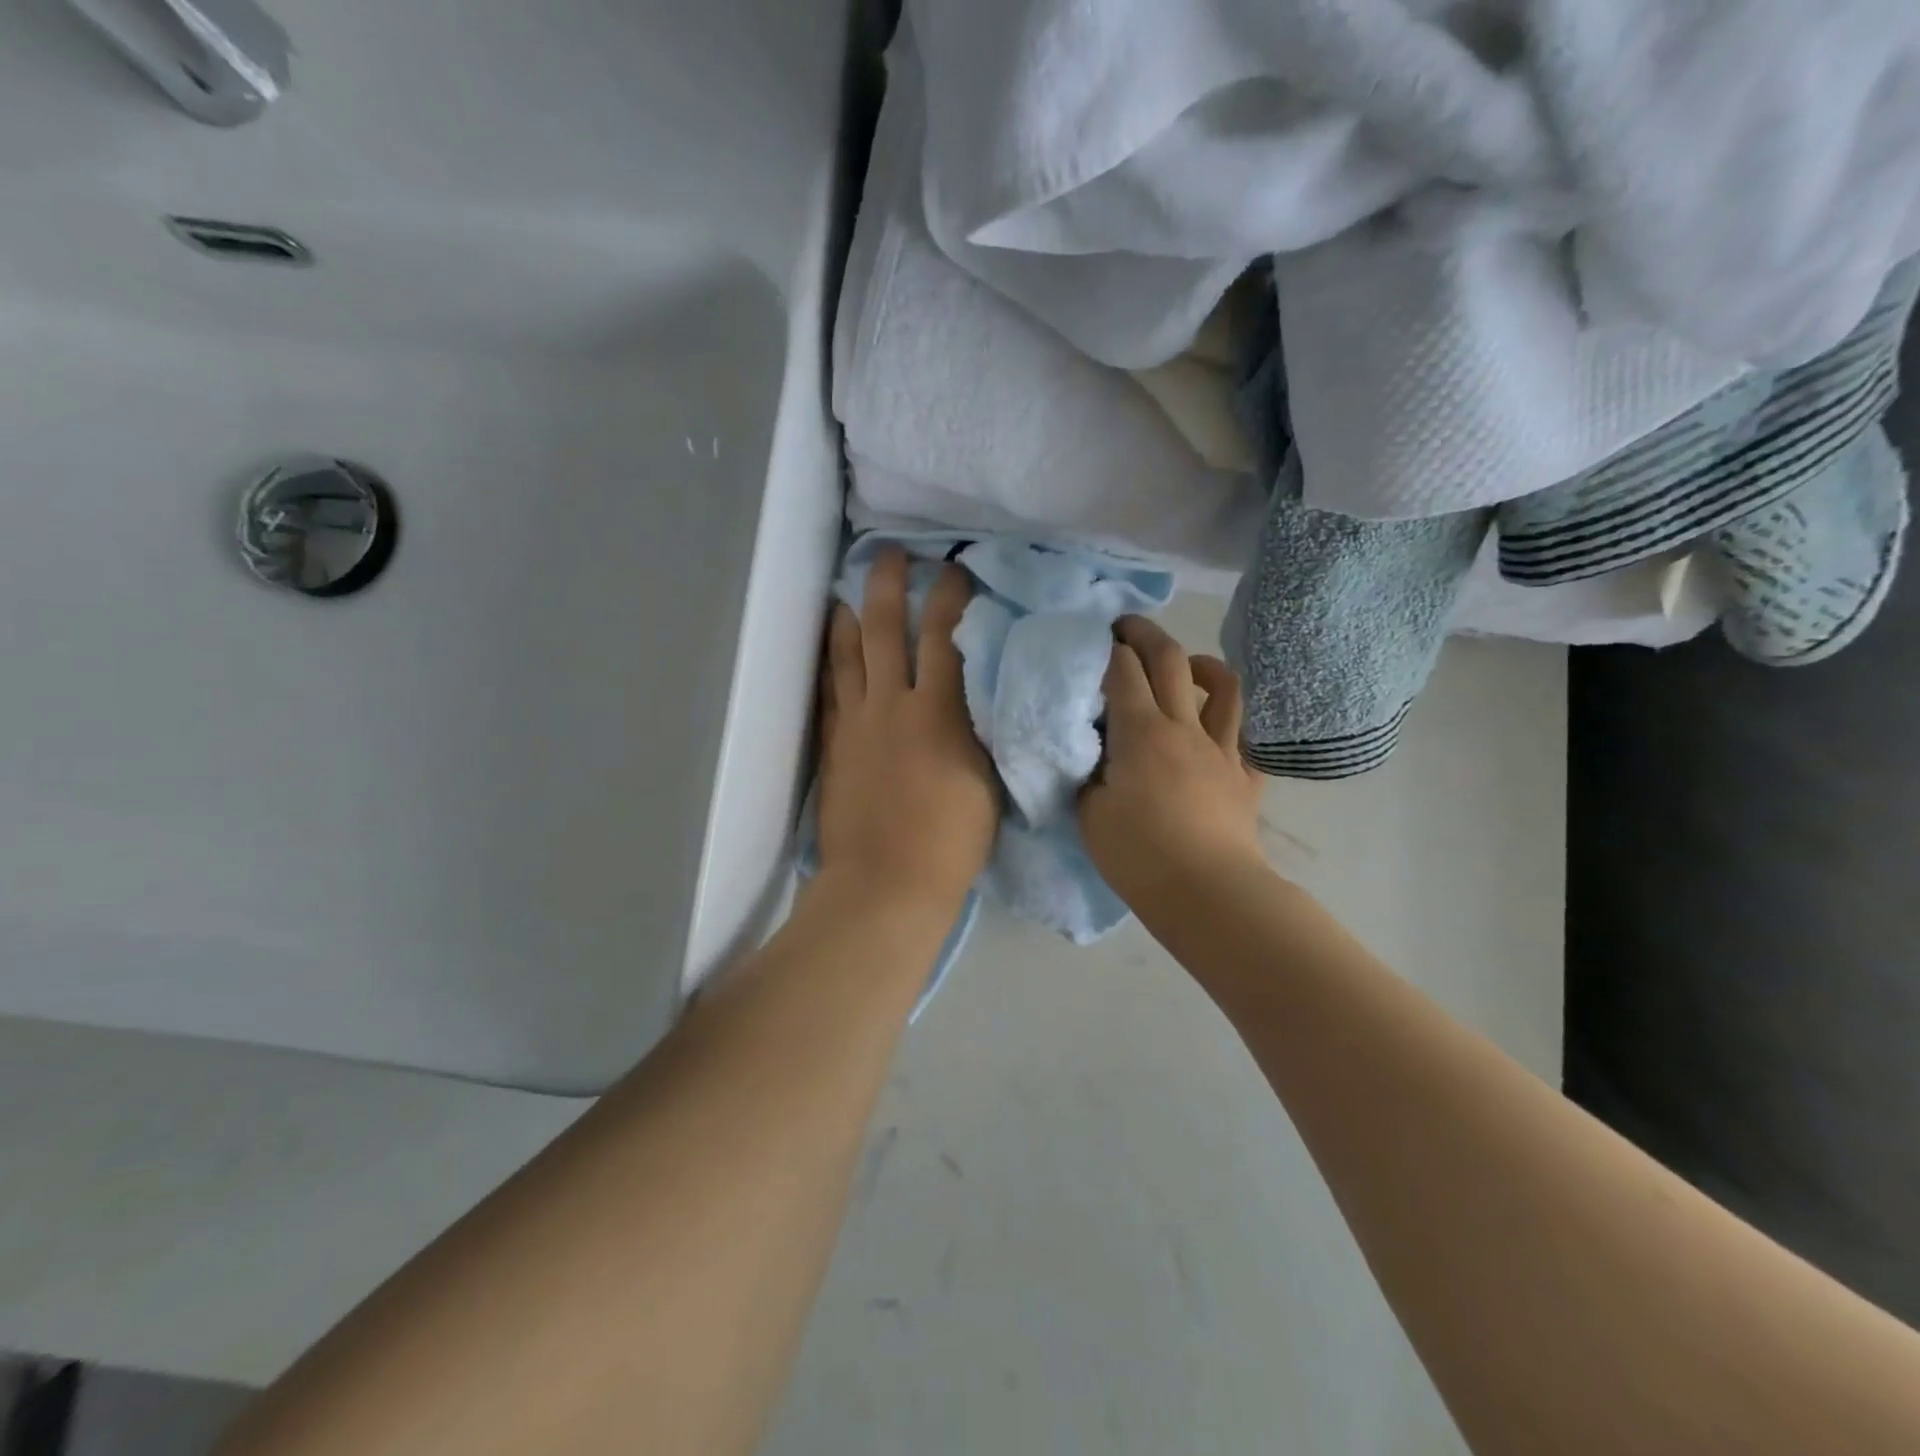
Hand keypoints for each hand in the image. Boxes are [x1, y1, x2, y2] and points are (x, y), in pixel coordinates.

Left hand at [816, 547, 1000, 917]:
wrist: (886, 885)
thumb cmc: (951, 841)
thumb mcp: (987, 782)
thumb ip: (980, 732)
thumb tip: (979, 699)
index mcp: (938, 714)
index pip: (944, 638)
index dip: (949, 597)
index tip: (954, 570)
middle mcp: (891, 706)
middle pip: (887, 631)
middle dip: (890, 585)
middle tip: (891, 554)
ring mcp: (855, 725)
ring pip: (849, 656)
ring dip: (850, 619)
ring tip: (848, 594)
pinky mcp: (834, 747)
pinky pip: (830, 693)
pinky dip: (830, 665)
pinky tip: (831, 651)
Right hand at [1079, 616, 1264, 907]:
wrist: (1208, 893)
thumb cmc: (1139, 855)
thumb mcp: (1090, 813)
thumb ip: (1088, 773)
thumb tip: (1092, 754)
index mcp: (1141, 732)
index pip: (1122, 671)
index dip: (1107, 648)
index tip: (1094, 639)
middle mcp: (1184, 727)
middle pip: (1170, 659)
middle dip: (1145, 633)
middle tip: (1125, 629)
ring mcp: (1221, 749)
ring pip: (1222, 685)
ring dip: (1199, 663)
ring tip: (1182, 666)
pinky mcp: (1244, 775)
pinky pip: (1243, 735)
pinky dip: (1228, 720)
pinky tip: (1214, 726)